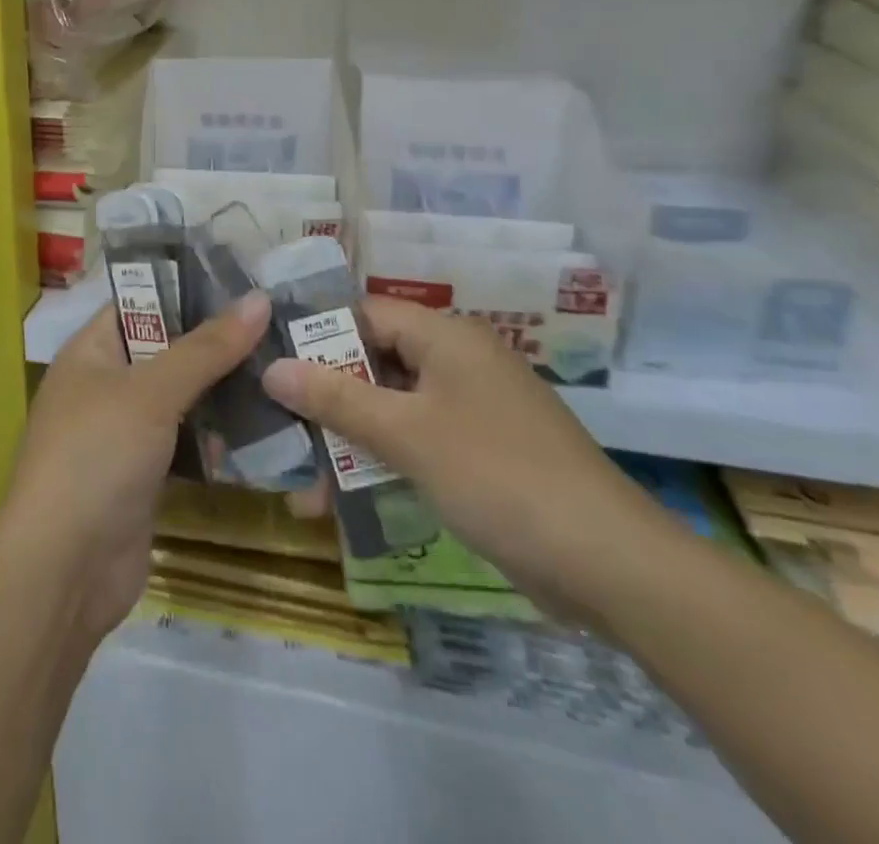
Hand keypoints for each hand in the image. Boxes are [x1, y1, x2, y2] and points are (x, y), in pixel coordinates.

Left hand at [0, 292, 269, 639]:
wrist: (63, 571)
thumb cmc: (97, 456)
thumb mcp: (151, 392)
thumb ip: (206, 347)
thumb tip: (259, 299)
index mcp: (91, 351)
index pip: (141, 302)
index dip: (188, 289)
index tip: (246, 283)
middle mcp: (105, 386)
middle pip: (167, 350)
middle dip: (217, 343)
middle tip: (280, 327)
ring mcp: (124, 434)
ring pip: (182, 399)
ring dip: (224, 391)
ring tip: (284, 369)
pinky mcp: (144, 476)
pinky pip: (187, 442)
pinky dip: (217, 437)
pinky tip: (265, 428)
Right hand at [261, 296, 654, 619]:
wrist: (609, 565)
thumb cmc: (498, 476)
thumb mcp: (406, 434)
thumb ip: (336, 398)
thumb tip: (271, 368)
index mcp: (445, 337)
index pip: (365, 314)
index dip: (316, 334)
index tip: (268, 361)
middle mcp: (457, 362)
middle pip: (374, 363)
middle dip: (324, 398)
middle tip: (275, 426)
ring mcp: (470, 410)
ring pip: (391, 410)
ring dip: (346, 441)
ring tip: (299, 482)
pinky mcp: (479, 454)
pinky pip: (415, 443)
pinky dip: (381, 464)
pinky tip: (341, 502)